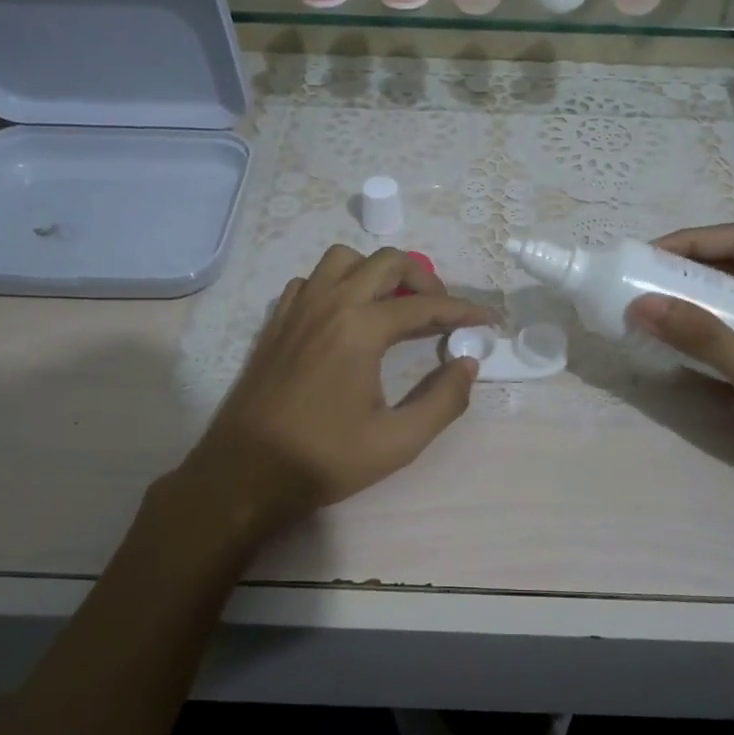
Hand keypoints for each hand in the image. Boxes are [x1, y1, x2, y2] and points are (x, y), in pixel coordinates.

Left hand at [172, 245, 489, 541]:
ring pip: (344, 260)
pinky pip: (313, 281)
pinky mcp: (276, 321)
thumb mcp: (398, 441)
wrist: (246, 474)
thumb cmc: (324, 459)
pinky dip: (338, 285)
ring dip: (376, 272)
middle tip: (440, 311)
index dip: (463, 310)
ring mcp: (297, 308)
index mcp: (361, 328)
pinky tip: (346, 318)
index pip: (425, 305)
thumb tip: (468, 364)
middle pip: (387, 262)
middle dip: (423, 279)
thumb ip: (443, 400)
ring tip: (392, 305)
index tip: (487, 319)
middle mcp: (330, 304)